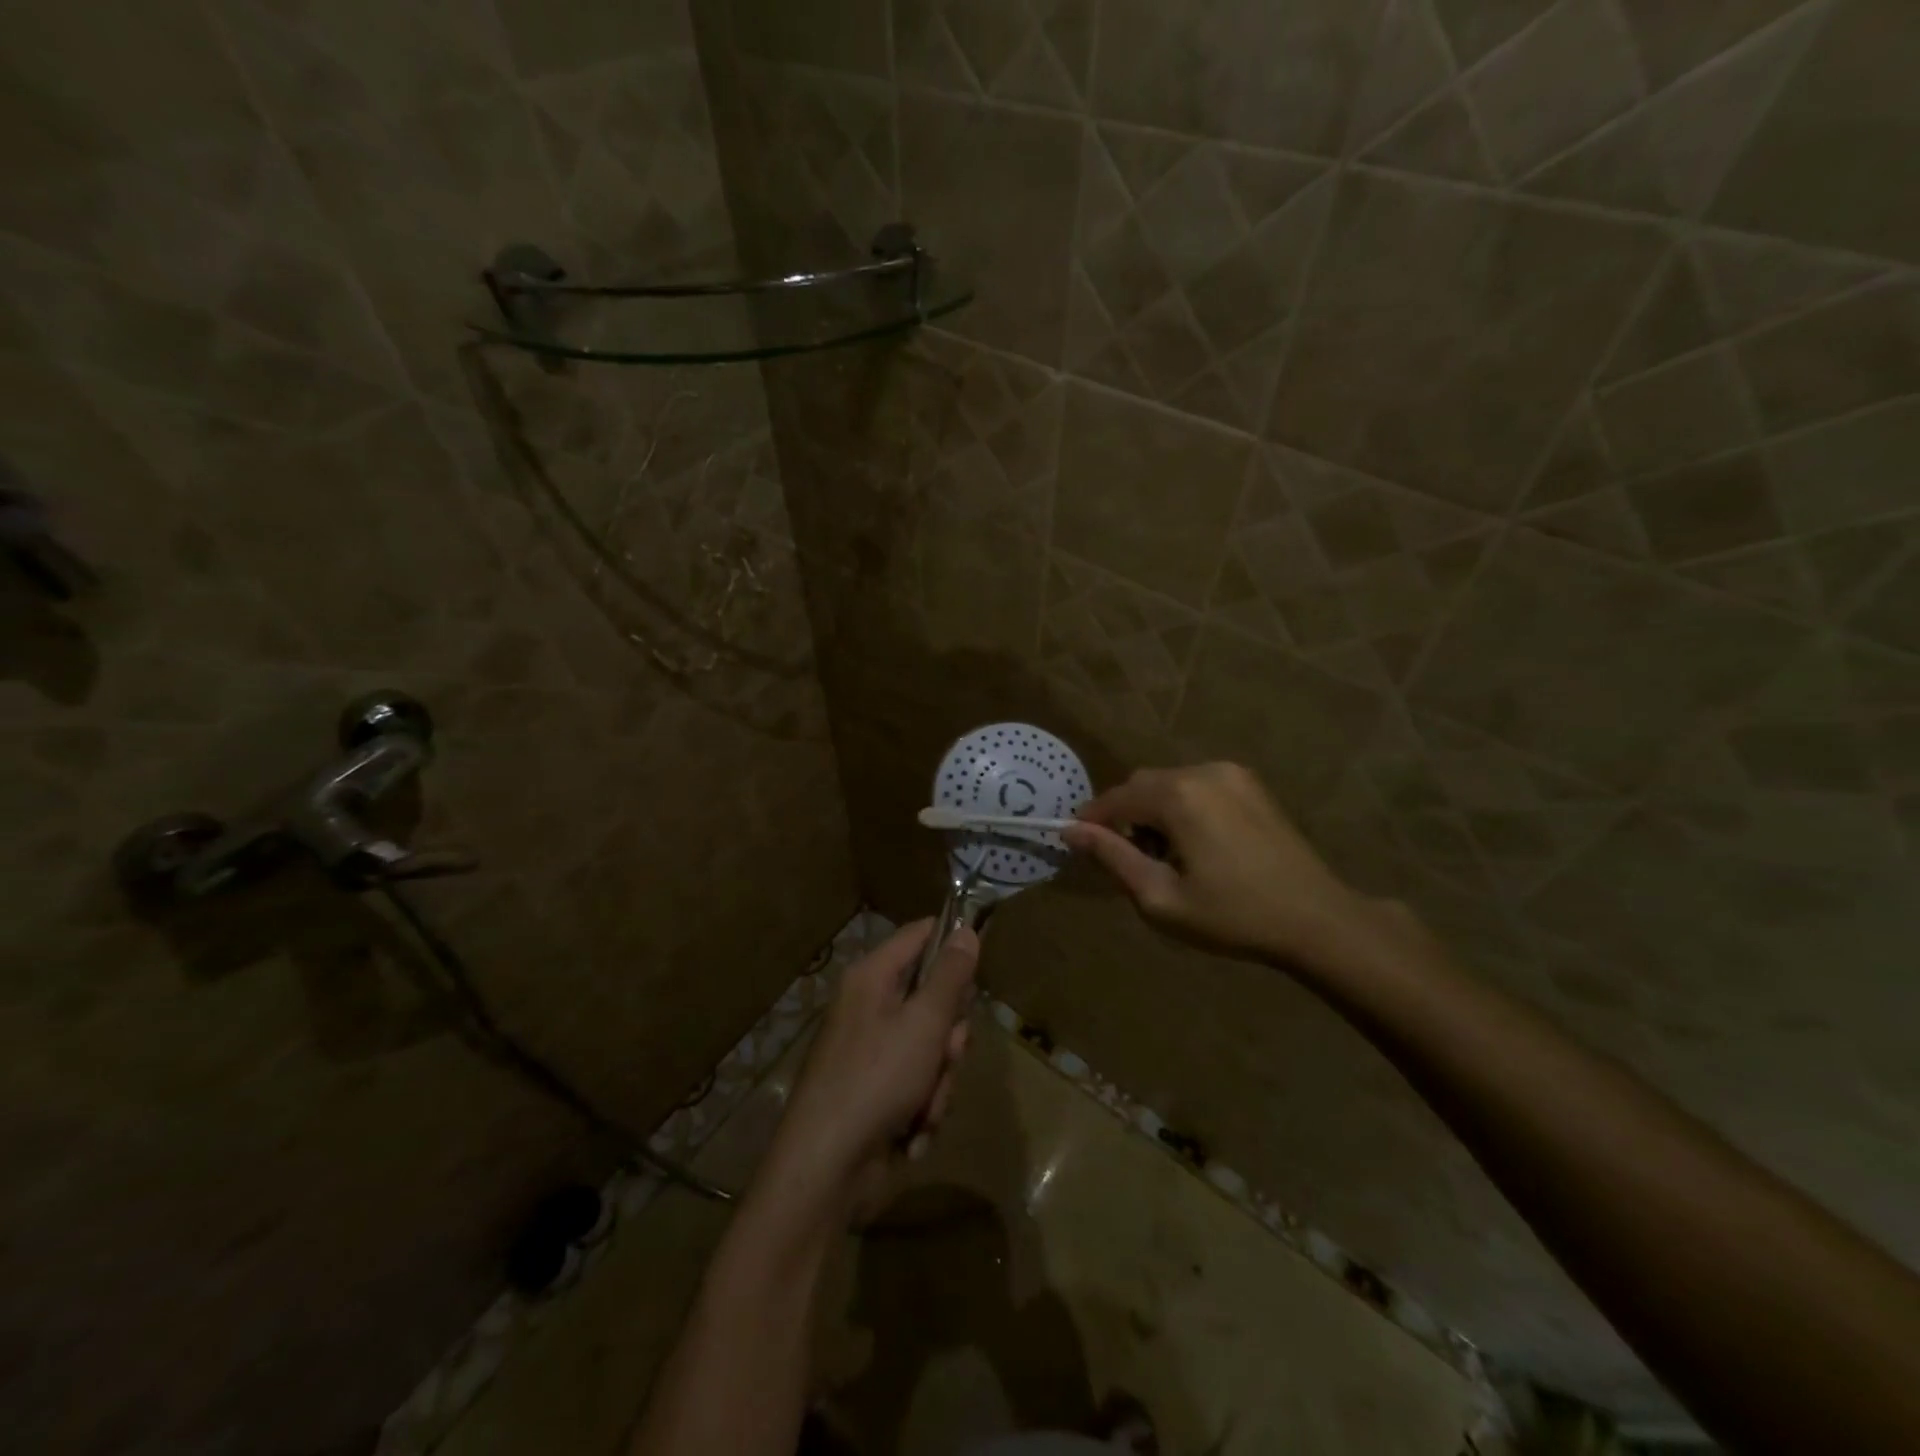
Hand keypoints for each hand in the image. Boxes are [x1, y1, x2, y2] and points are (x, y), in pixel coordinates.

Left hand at [759, 920, 977, 1221]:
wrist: (827, 1169)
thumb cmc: (876, 1079)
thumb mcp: (924, 1022)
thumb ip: (950, 976)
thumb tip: (966, 929)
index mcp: (872, 978)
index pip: (920, 935)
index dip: (953, 945)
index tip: (980, 971)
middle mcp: (870, 1008)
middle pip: (933, 999)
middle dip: (949, 1036)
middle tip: (947, 1053)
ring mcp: (872, 1053)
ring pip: (932, 1048)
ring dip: (939, 1081)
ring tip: (924, 1107)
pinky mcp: (878, 1092)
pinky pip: (919, 1084)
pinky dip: (922, 1108)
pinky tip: (912, 1132)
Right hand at [1061, 763, 1370, 966]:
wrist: (1317, 919)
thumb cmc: (1233, 915)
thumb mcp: (1160, 897)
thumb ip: (1112, 858)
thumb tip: (1072, 832)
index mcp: (1178, 795)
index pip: (1115, 799)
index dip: (1092, 821)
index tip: (1078, 845)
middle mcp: (1202, 771)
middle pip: (1141, 785)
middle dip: (1125, 816)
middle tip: (1131, 860)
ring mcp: (1232, 774)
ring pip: (1169, 783)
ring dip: (1154, 811)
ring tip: (1167, 856)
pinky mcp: (1251, 785)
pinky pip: (1198, 785)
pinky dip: (1182, 806)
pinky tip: (1197, 844)